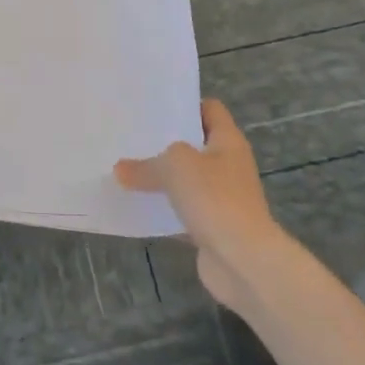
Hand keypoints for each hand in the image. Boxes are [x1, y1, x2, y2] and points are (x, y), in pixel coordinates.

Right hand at [114, 98, 282, 311]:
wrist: (243, 261)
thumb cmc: (215, 198)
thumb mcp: (175, 167)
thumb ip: (145, 164)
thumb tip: (121, 170)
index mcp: (227, 142)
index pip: (210, 109)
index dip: (185, 104)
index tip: (153, 106)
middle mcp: (228, 166)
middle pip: (194, 145)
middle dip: (165, 142)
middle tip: (131, 135)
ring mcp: (222, 198)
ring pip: (186, 180)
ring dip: (162, 178)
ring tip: (126, 168)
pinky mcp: (212, 227)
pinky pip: (182, 211)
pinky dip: (163, 210)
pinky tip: (136, 206)